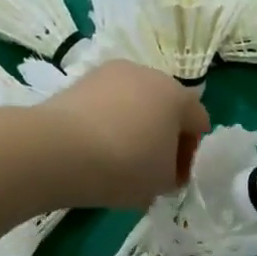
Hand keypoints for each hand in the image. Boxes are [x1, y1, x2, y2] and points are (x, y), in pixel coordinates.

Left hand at [35, 60, 209, 208]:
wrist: (57, 150)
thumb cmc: (125, 166)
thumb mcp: (163, 182)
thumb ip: (175, 174)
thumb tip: (164, 167)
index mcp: (178, 96)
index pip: (199, 123)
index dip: (190, 155)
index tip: (174, 179)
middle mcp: (148, 74)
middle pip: (167, 108)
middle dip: (164, 138)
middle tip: (150, 169)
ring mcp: (111, 73)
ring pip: (136, 104)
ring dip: (136, 129)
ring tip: (120, 160)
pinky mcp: (80, 80)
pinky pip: (108, 105)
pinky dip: (109, 124)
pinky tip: (97, 150)